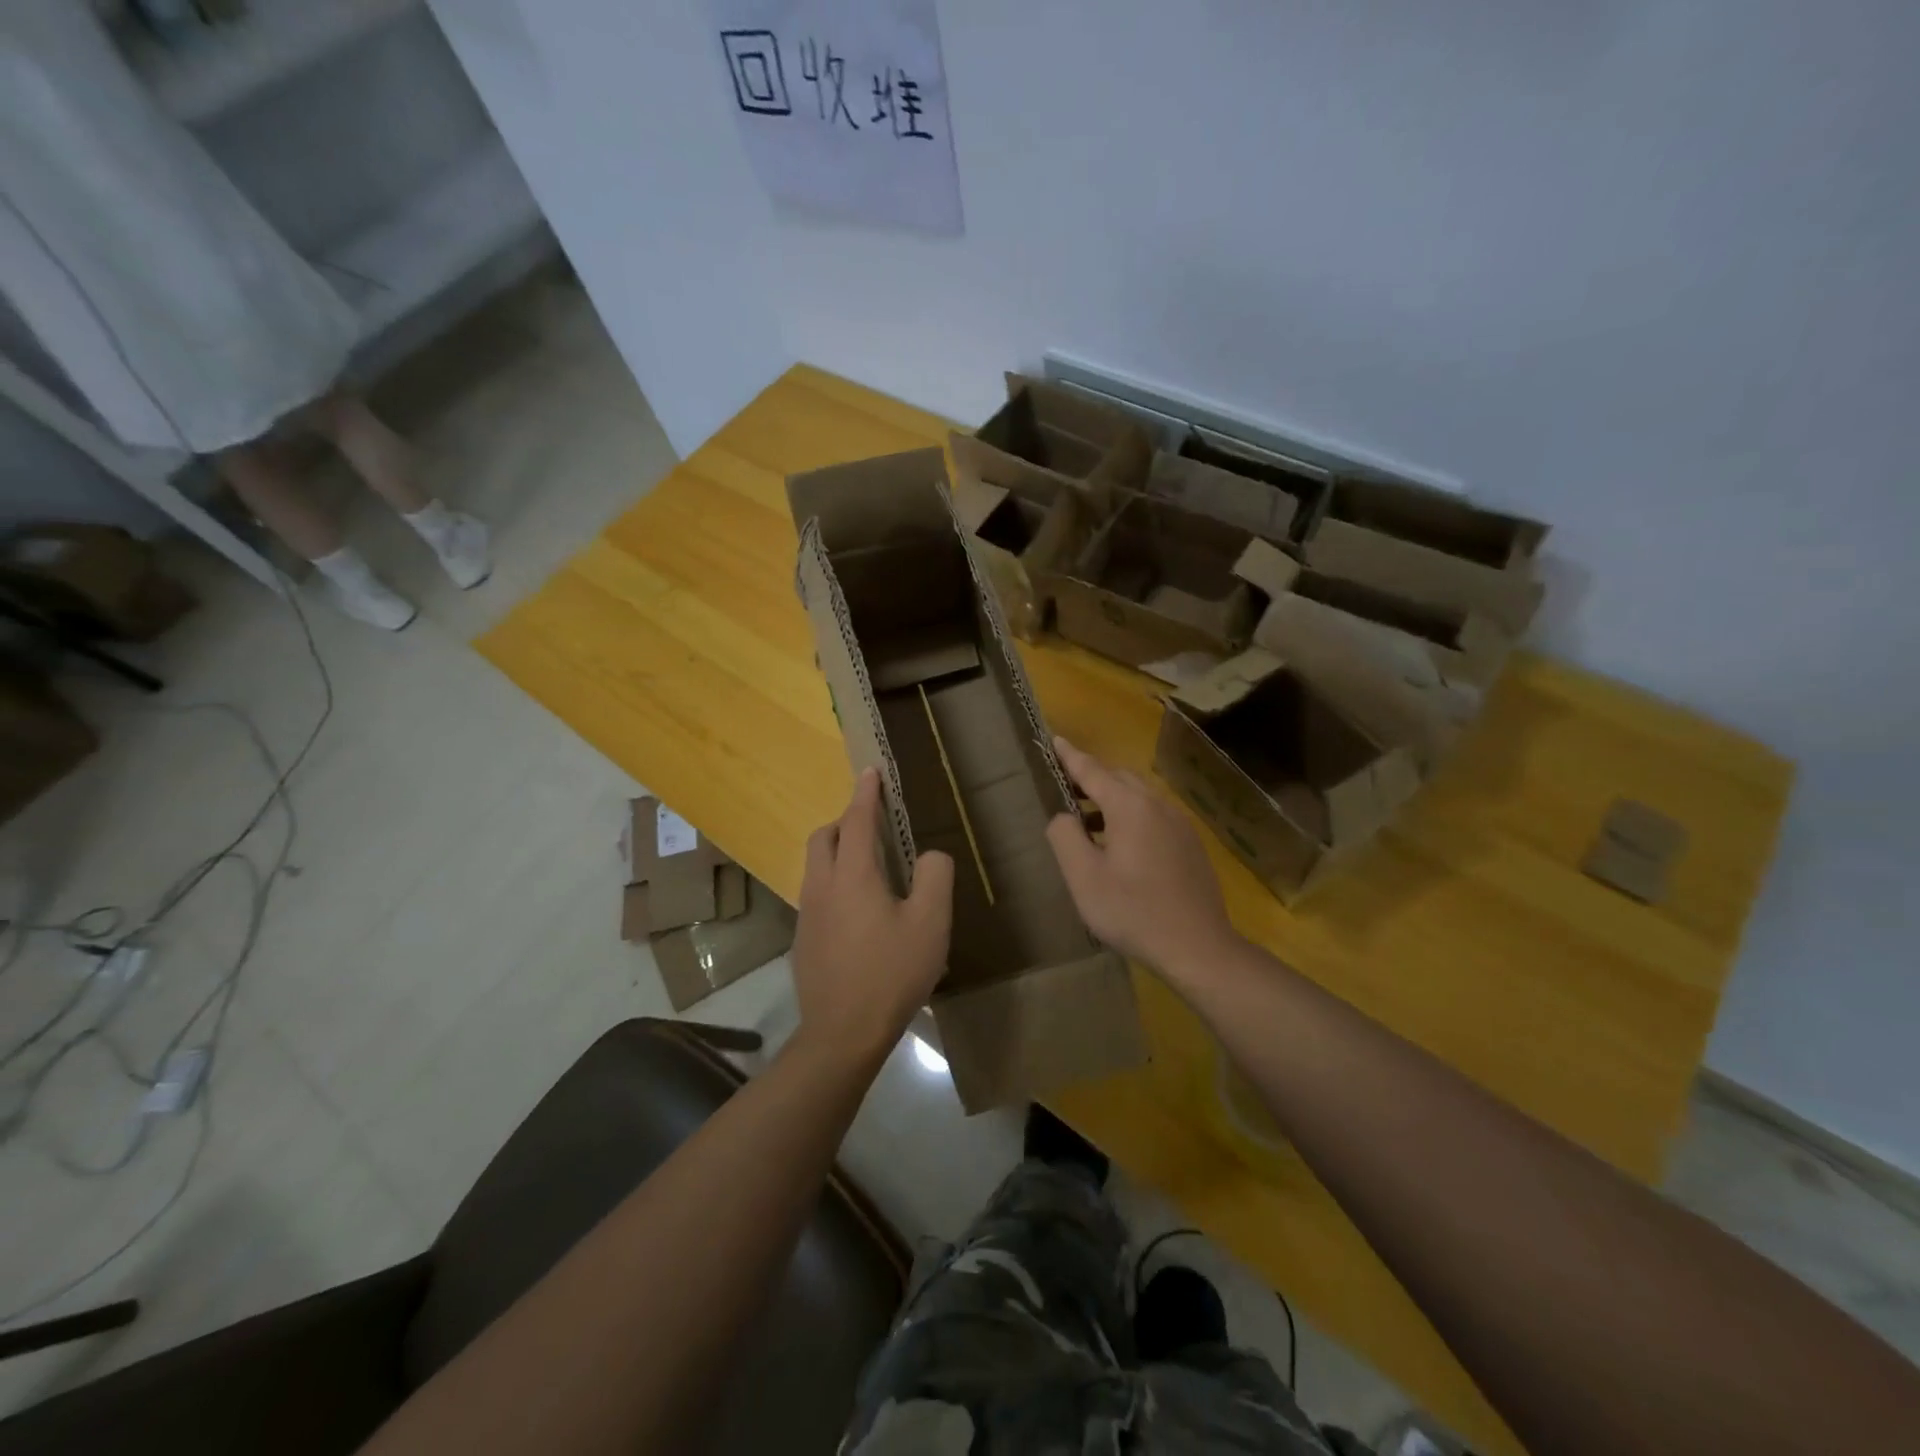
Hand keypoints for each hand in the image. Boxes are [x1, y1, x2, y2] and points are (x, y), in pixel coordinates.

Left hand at [790, 768, 953, 1065]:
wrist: (842, 1033)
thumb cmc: (891, 973)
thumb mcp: (930, 923)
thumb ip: (936, 877)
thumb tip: (931, 855)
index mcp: (853, 875)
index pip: (857, 820)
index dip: (865, 793)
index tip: (871, 772)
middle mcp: (822, 886)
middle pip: (825, 836)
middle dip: (845, 820)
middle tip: (873, 824)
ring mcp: (807, 914)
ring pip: (816, 865)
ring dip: (838, 851)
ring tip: (869, 865)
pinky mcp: (803, 940)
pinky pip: (816, 893)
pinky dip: (834, 881)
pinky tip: (858, 911)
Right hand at [1045, 737, 1239, 983]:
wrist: (1197, 946)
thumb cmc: (1133, 911)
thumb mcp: (1084, 877)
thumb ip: (1065, 837)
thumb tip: (1063, 816)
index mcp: (1129, 806)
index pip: (1092, 770)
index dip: (1070, 756)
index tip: (1055, 740)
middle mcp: (1157, 805)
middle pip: (1119, 778)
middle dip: (1092, 776)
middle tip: (1065, 785)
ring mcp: (1179, 824)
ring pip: (1139, 797)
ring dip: (1111, 798)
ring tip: (1088, 819)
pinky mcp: (1190, 844)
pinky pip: (1154, 815)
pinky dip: (1131, 815)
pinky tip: (1122, 844)